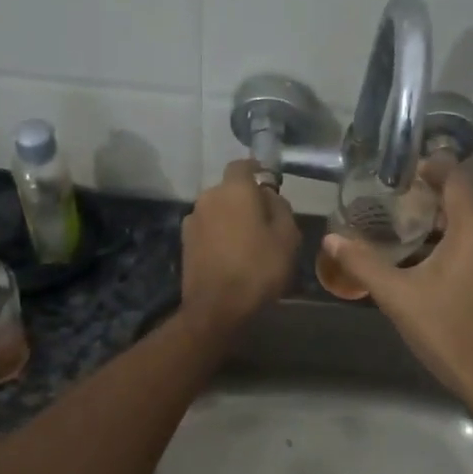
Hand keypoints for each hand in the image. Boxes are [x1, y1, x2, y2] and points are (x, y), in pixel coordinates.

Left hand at [180, 160, 300, 332]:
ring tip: (248, 242)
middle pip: (230, 189)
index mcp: (234, 190)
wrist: (217, 308)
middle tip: (265, 219)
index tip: (268, 181)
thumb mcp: (287, 236)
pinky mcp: (185, 243)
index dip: (257, 170)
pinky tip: (232, 255)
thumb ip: (280, 207)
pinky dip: (220, 235)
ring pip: (218, 210)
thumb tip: (269, 195)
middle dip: (246, 199)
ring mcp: (192, 220)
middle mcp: (208, 198)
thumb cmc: (259, 267)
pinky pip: (208, 229)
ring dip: (231, 218)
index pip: (243, 165)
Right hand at [323, 164, 472, 407]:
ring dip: (444, 213)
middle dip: (432, 191)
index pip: (455, 176)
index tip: (398, 172)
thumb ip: (363, 262)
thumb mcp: (397, 294)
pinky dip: (458, 232)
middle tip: (395, 198)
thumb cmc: (445, 328)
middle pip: (465, 193)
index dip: (429, 166)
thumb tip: (330, 239)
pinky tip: (428, 250)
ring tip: (406, 221)